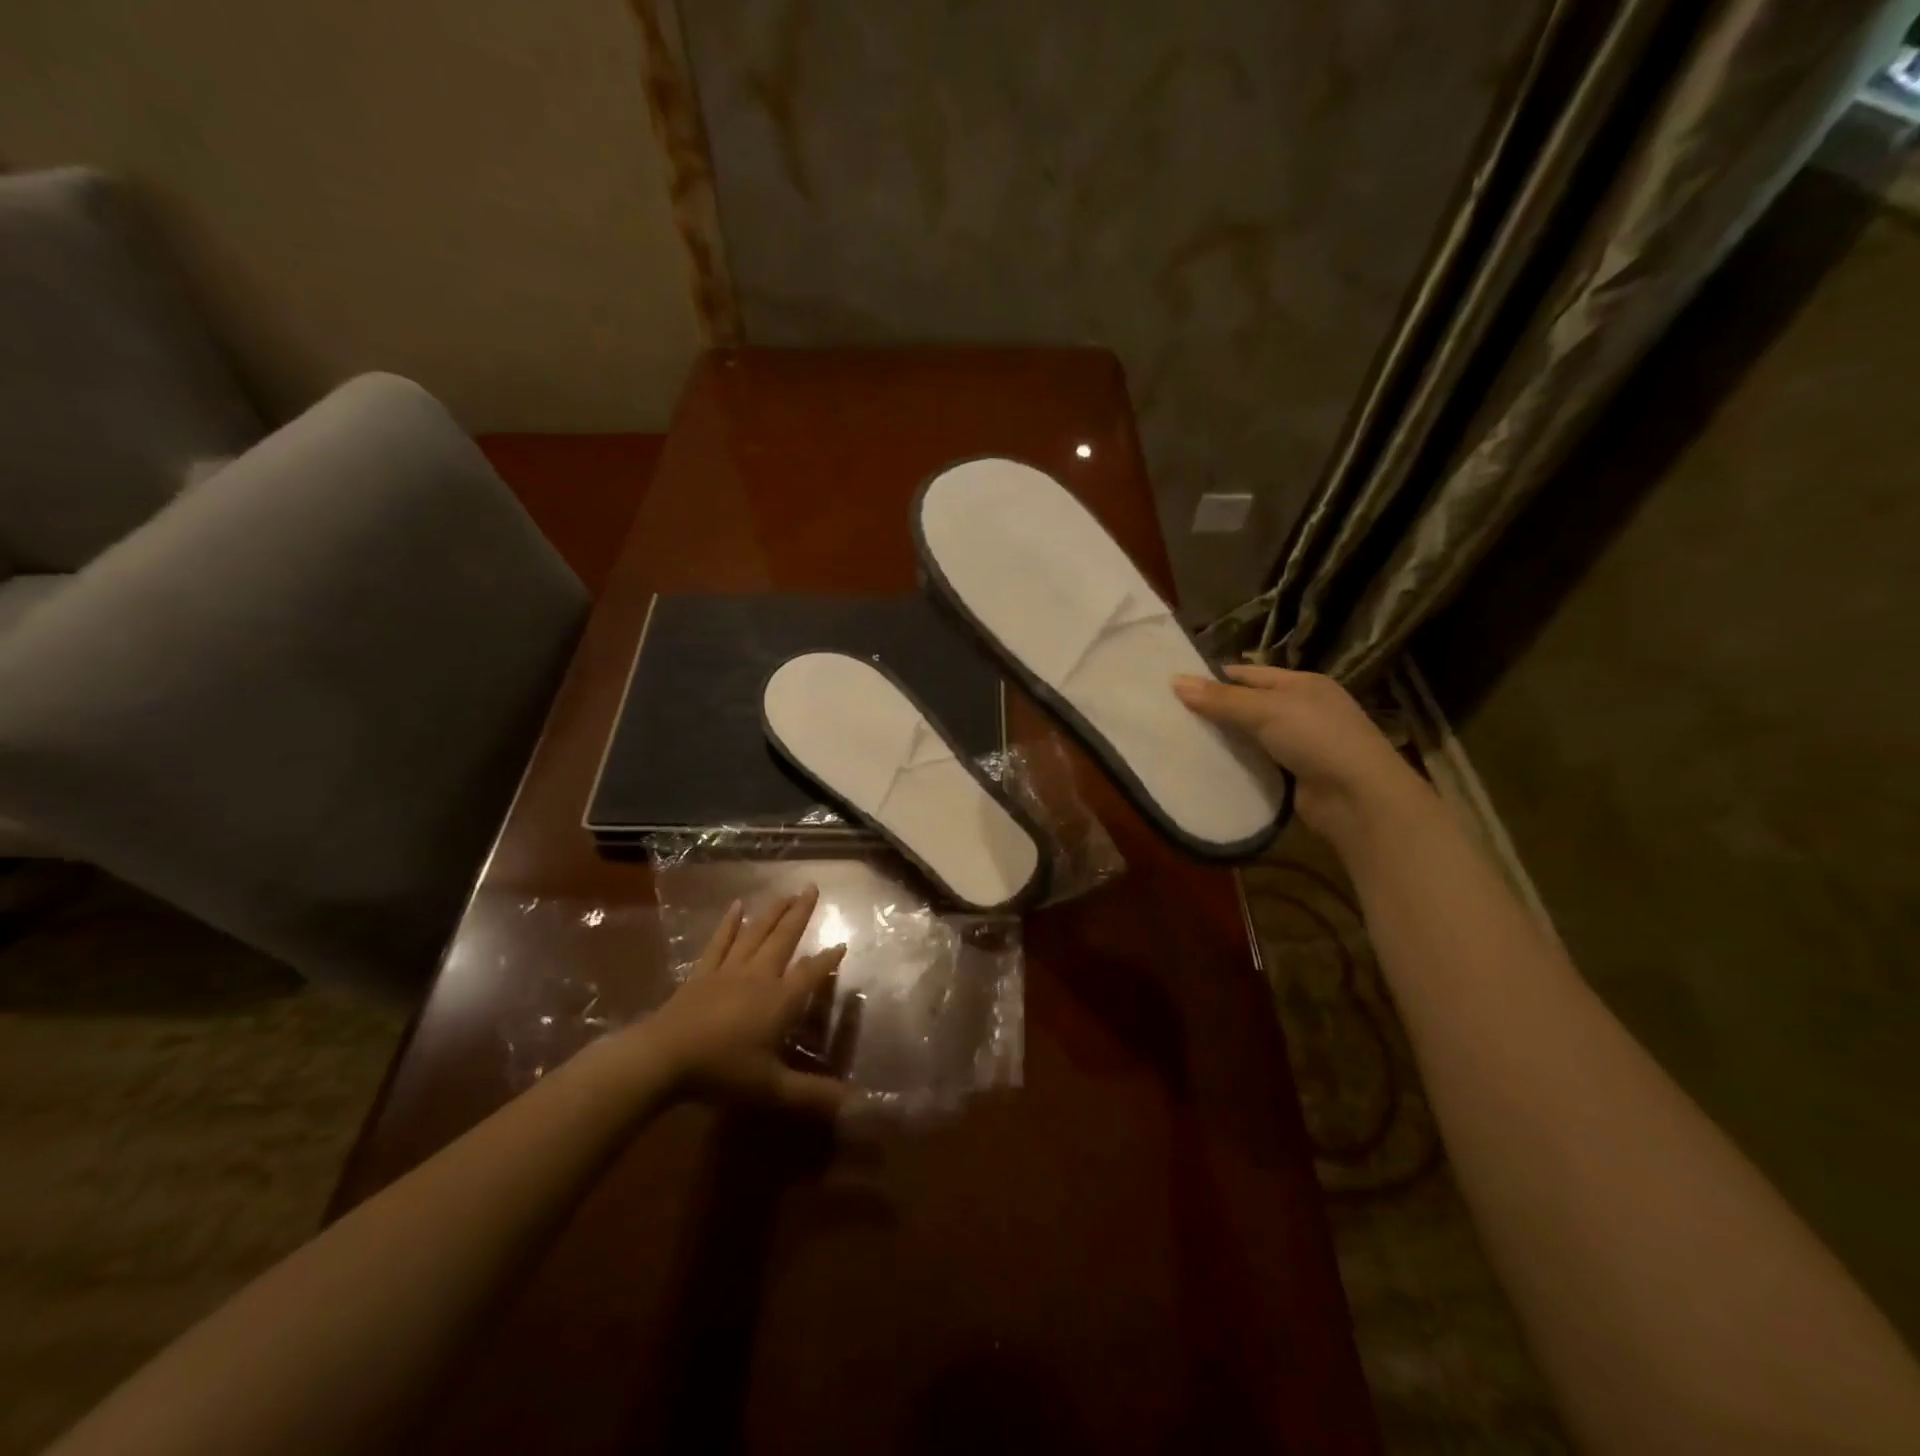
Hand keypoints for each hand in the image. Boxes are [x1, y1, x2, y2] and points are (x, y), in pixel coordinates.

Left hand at [643, 886, 847, 1115]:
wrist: (663, 1058)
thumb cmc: (722, 1072)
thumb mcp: (773, 1089)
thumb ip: (814, 1095)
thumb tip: (858, 1104)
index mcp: (780, 1000)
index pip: (811, 975)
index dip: (827, 961)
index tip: (842, 944)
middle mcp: (759, 977)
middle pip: (784, 939)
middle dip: (800, 914)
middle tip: (812, 887)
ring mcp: (728, 971)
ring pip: (755, 934)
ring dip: (772, 912)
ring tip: (785, 891)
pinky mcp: (702, 974)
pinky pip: (720, 943)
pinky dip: (729, 924)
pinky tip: (736, 906)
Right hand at [1172, 665, 1429, 840]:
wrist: (1357, 798)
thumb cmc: (1317, 738)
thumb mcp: (1266, 710)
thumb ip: (1221, 699)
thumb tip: (1175, 681)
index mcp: (1302, 684)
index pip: (1250, 674)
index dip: (1215, 678)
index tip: (1177, 686)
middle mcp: (1303, 710)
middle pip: (1249, 705)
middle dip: (1215, 709)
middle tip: (1171, 715)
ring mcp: (1300, 744)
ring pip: (1250, 736)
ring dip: (1223, 739)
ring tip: (1180, 740)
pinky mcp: (1294, 775)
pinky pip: (1256, 764)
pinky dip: (1235, 764)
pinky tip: (1207, 766)